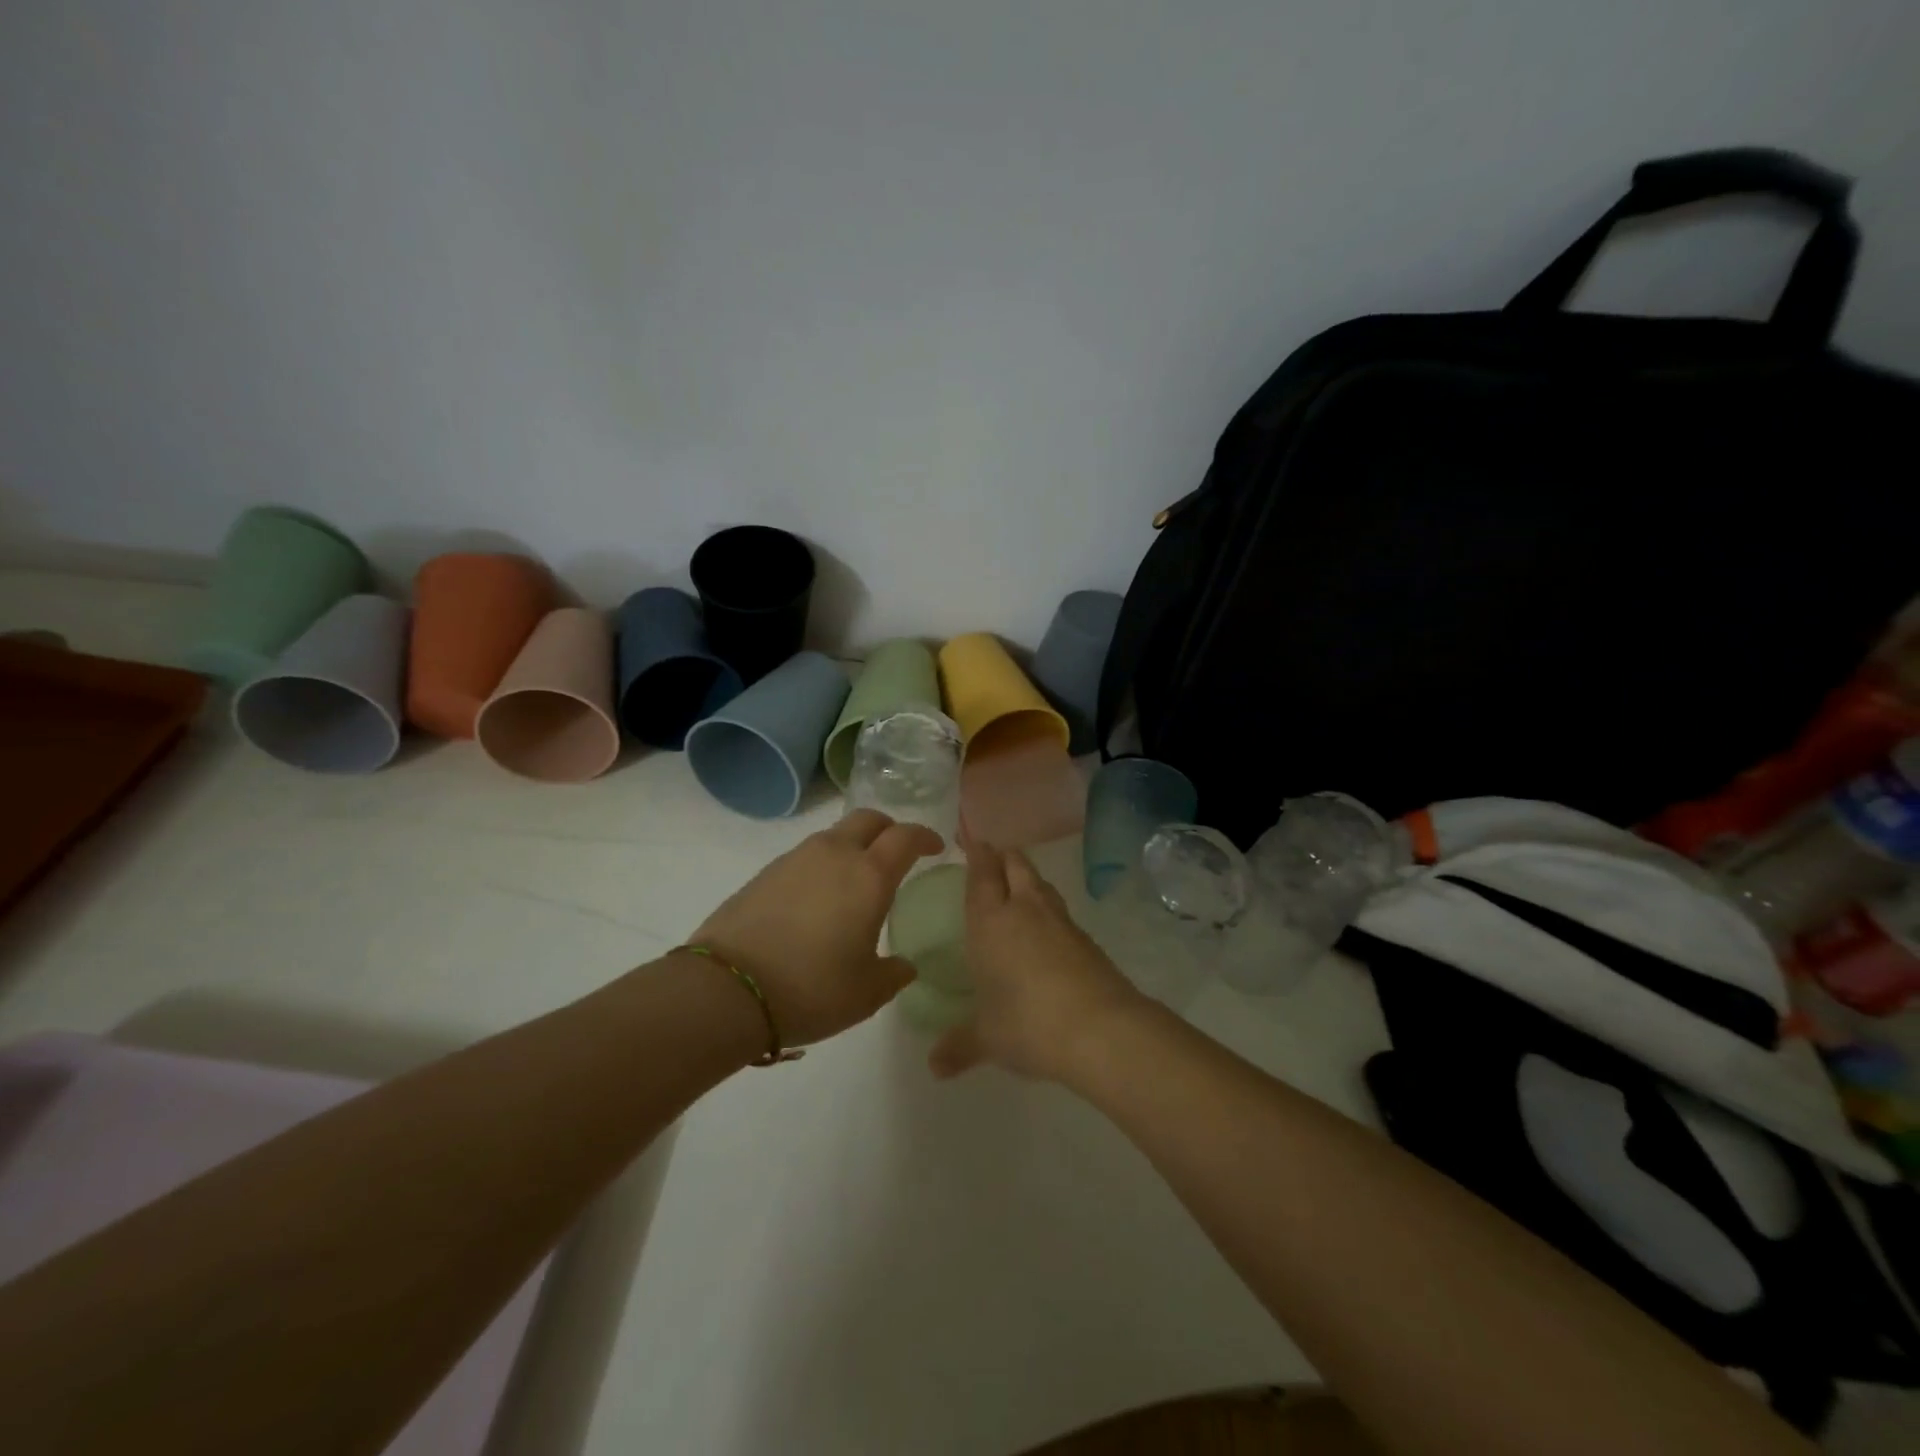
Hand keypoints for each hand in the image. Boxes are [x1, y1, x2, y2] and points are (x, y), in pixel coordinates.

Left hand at [693, 809, 940, 1047]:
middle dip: (888, 829)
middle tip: (896, 853)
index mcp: (869, 875)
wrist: (727, 988)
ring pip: (834, 836)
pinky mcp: (765, 872)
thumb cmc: (811, 988)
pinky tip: (816, 900)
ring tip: (853, 882)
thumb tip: (904, 965)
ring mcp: (795, 859)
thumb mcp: (866, 993)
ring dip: (852, 846)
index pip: (906, 836)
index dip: (925, 837)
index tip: (935, 848)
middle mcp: (834, 854)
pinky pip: (805, 856)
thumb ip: (894, 974)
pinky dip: (821, 866)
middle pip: (868, 819)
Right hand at [929, 831, 1147, 1082]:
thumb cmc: (1027, 1023)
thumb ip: (959, 1046)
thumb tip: (934, 1067)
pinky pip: (1059, 911)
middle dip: (1002, 856)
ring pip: (1041, 883)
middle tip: (991, 855)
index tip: (971, 838)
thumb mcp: (987, 1038)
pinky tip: (1045, 928)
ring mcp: (1060, 921)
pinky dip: (1047, 908)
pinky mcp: (1086, 939)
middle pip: (1015, 864)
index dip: (976, 852)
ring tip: (1017, 885)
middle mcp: (1025, 909)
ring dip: (1027, 878)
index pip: (982, 874)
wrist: (1100, 1029)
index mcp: (991, 921)